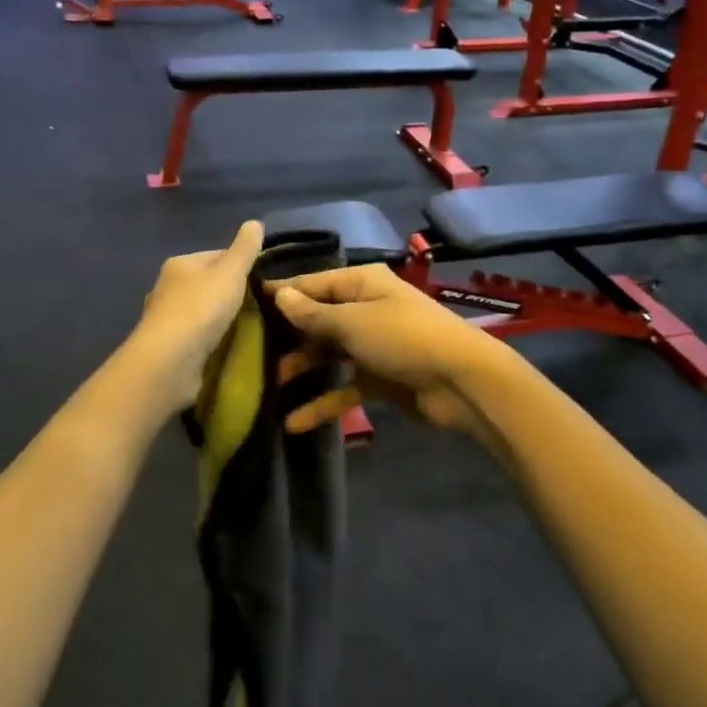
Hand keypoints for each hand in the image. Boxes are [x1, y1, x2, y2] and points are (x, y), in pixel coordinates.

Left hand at [132, 221, 263, 410]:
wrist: (170, 360)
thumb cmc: (201, 309)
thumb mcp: (230, 273)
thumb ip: (244, 249)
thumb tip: (255, 222)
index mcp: (180, 264)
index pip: (216, 256)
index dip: (241, 264)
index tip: (263, 280)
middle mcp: (167, 287)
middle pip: (208, 283)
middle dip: (230, 293)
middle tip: (260, 306)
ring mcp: (165, 319)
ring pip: (201, 311)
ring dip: (220, 318)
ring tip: (248, 328)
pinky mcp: (168, 346)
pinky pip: (196, 336)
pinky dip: (210, 338)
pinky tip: (226, 346)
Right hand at [267, 266, 503, 438]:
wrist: (462, 382)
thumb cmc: (404, 338)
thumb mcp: (353, 322)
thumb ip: (313, 314)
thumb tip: (280, 294)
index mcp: (362, 284)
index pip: (312, 284)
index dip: (281, 293)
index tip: (244, 303)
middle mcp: (365, 309)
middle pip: (318, 320)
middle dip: (288, 336)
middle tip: (249, 351)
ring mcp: (372, 345)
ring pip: (328, 355)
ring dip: (302, 369)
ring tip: (269, 386)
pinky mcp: (379, 378)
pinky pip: (344, 387)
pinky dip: (323, 403)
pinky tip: (295, 423)